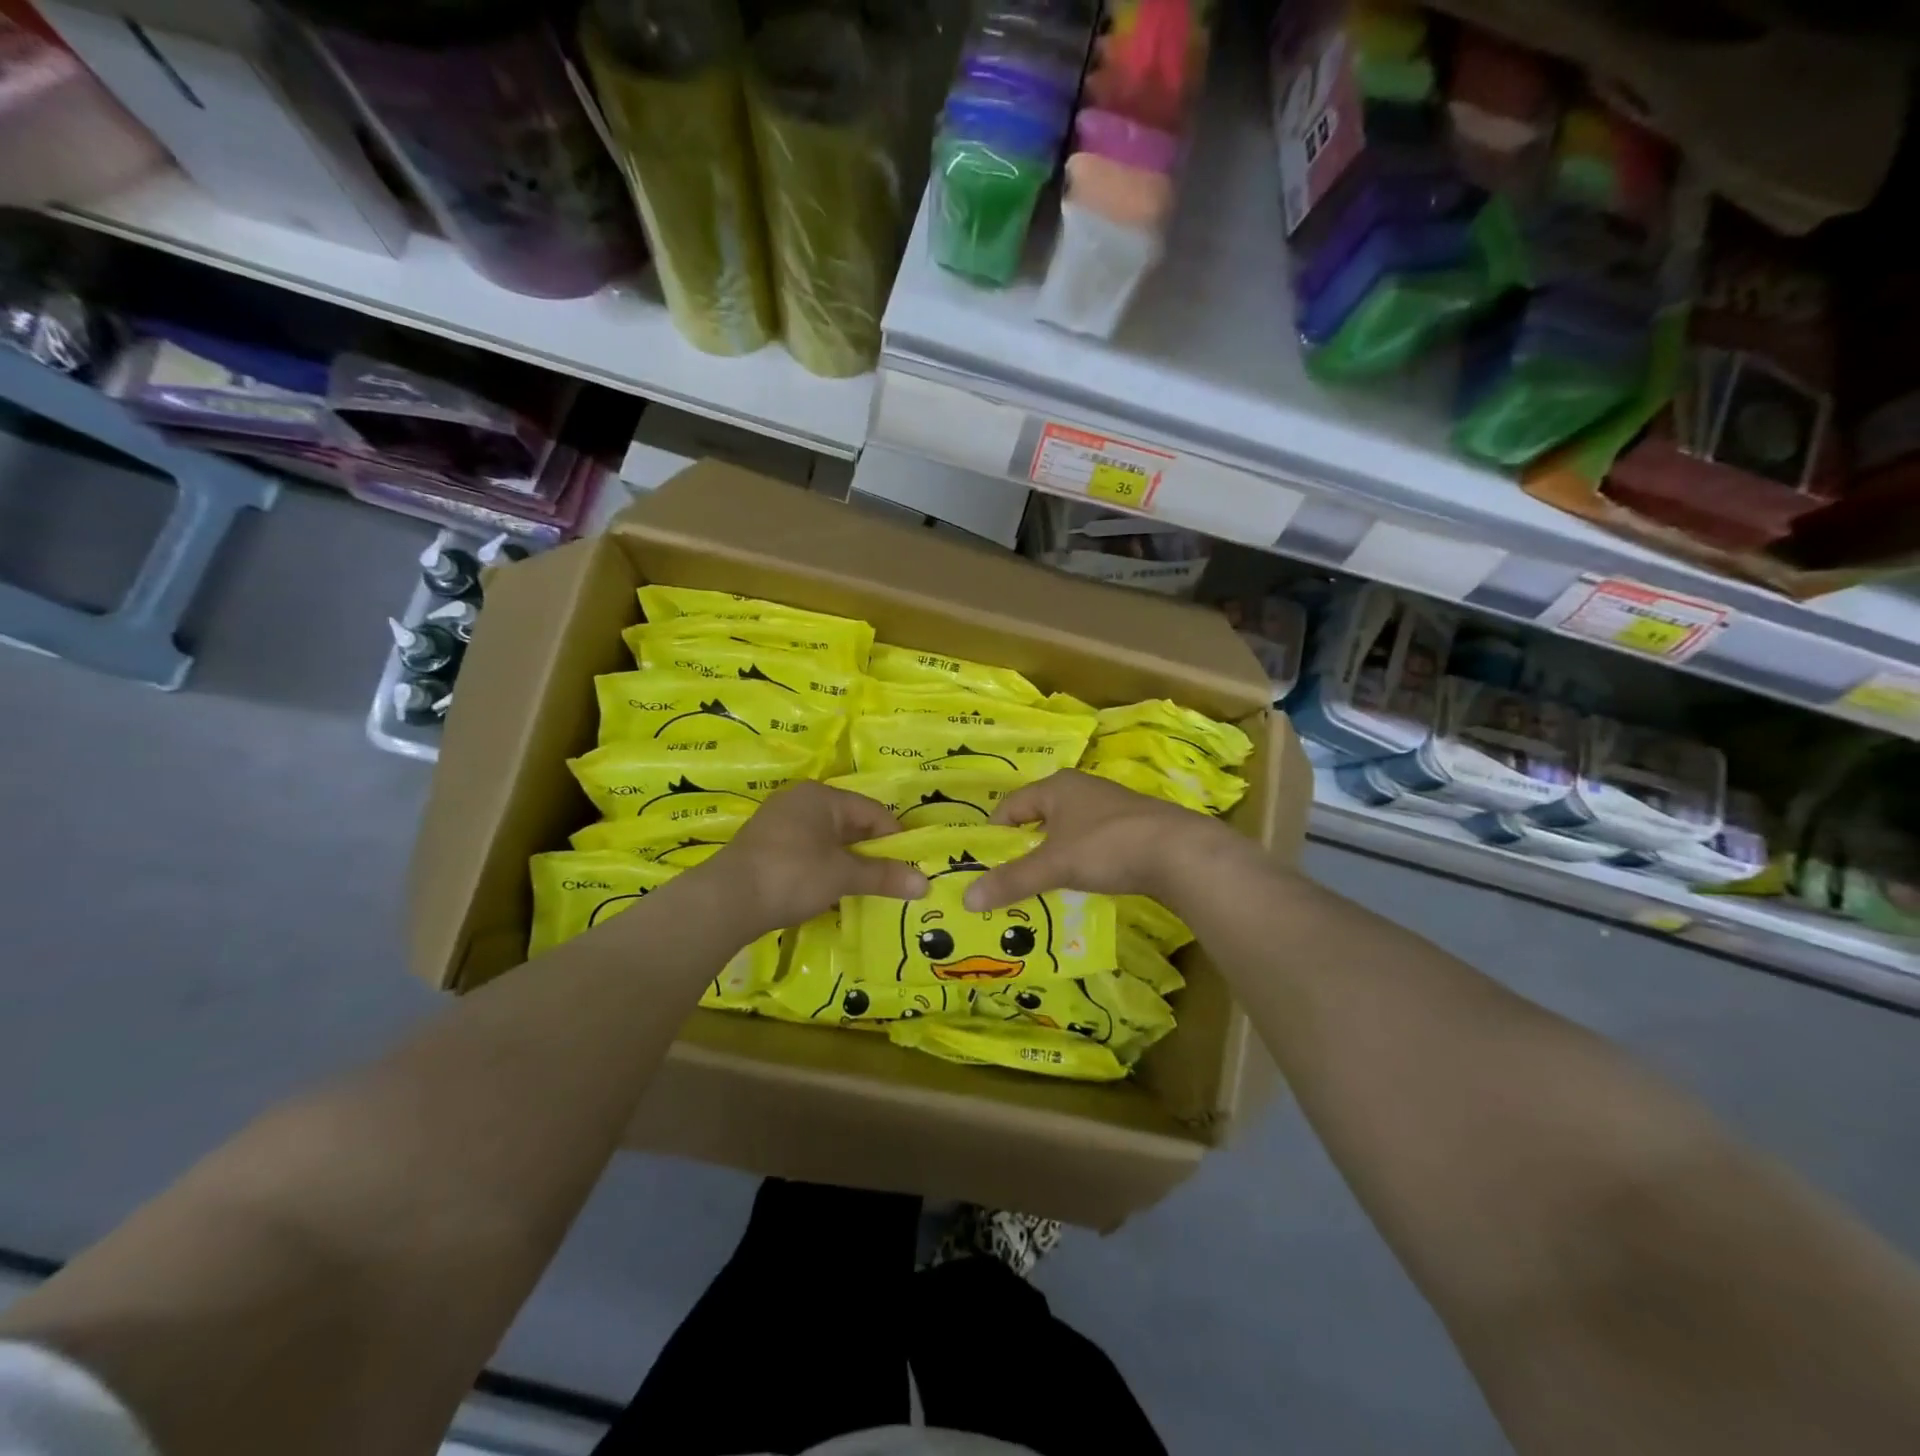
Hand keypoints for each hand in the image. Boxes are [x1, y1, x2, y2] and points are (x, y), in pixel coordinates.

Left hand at [706, 782, 928, 933]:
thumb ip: (883, 876)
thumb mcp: (842, 875)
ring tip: (863, 888)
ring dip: (846, 862)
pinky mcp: (765, 847)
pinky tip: (829, 891)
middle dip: (870, 852)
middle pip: (849, 823)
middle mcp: (799, 801)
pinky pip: (807, 852)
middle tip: (891, 879)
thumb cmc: (792, 875)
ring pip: (827, 839)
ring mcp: (778, 823)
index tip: (909, 867)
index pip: (871, 811)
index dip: (894, 838)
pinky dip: (823, 868)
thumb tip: (925, 884)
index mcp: (820, 796)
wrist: (726, 901)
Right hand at [963, 769, 1243, 911]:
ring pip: (1068, 832)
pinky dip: (1081, 862)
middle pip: (1040, 818)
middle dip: (1024, 847)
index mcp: (1057, 787)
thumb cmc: (1107, 846)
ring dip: (1053, 857)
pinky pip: (1093, 844)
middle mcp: (1082, 790)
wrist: (1180, 852)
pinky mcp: (1133, 829)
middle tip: (1008, 879)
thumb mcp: (1054, 864)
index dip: (995, 833)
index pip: (1012, 805)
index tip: (984, 863)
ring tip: (1041, 887)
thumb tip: (967, 898)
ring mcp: (1110, 808)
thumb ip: (1013, 880)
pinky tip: (1082, 884)